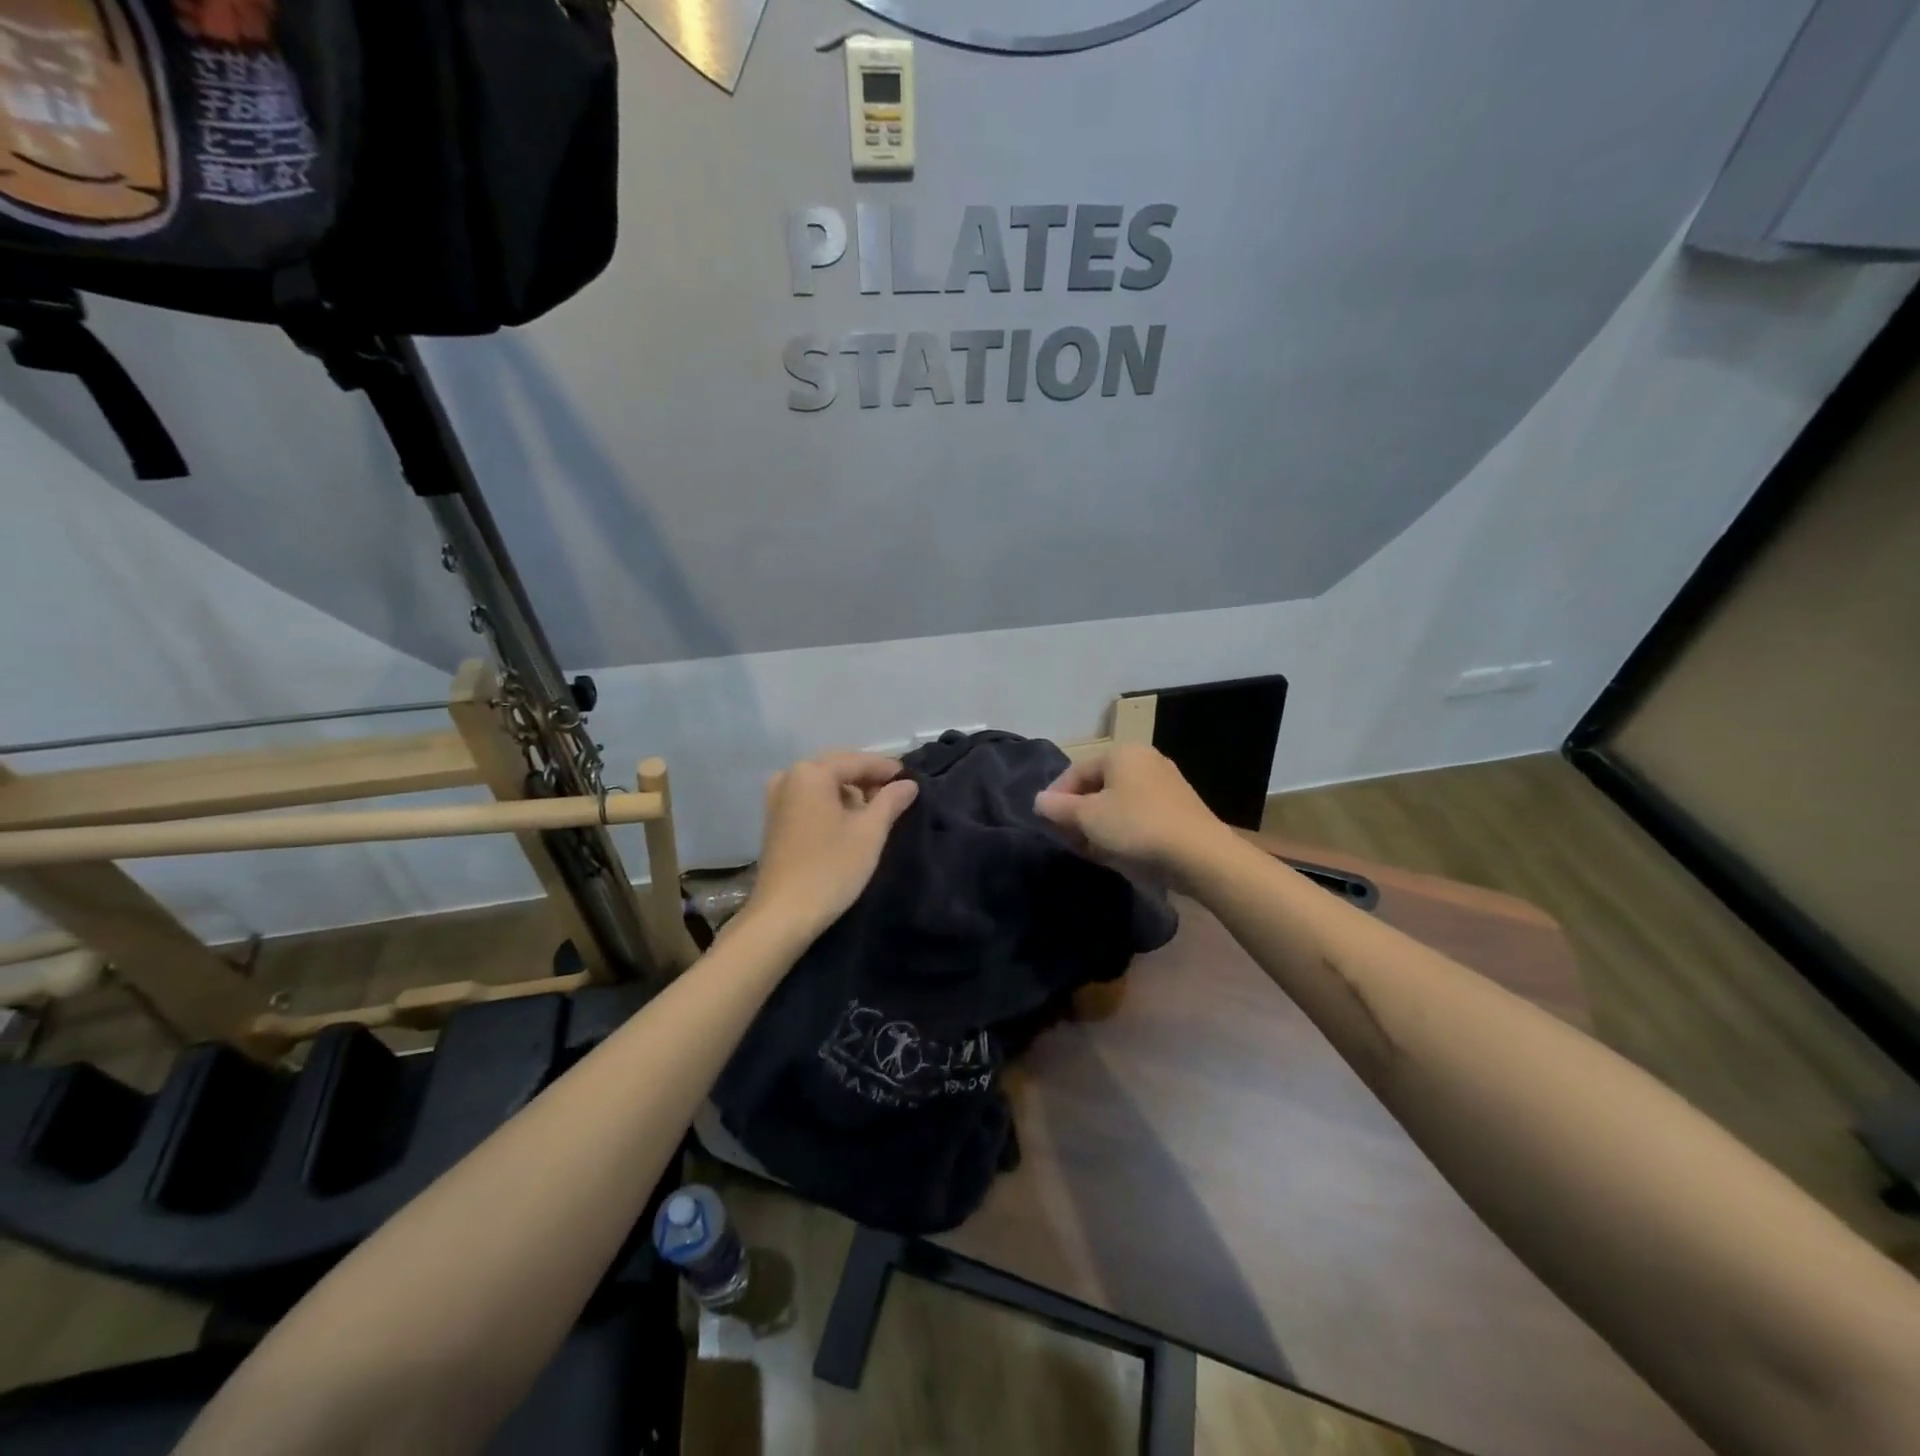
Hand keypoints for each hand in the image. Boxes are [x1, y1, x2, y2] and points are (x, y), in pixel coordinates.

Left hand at [748, 751, 919, 941]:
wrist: (783, 914)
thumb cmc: (831, 868)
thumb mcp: (870, 832)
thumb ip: (891, 801)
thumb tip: (908, 783)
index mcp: (811, 772)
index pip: (858, 761)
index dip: (887, 769)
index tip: (911, 779)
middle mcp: (789, 776)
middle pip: (838, 768)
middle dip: (868, 778)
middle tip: (897, 794)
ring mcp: (777, 798)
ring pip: (823, 784)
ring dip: (851, 791)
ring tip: (877, 810)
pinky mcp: (775, 819)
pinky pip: (810, 798)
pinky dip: (832, 803)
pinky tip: (850, 820)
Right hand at [1033, 744, 1230, 880]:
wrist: (1199, 854)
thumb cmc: (1136, 827)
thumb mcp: (1088, 818)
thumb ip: (1059, 807)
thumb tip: (1039, 800)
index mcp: (1121, 752)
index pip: (1076, 771)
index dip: (1056, 796)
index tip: (1045, 822)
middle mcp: (1145, 758)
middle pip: (1098, 784)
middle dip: (1079, 810)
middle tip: (1067, 836)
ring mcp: (1166, 781)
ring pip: (1119, 799)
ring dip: (1100, 821)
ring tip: (1090, 847)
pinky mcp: (1179, 805)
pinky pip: (1139, 810)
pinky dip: (1123, 826)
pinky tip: (1119, 849)